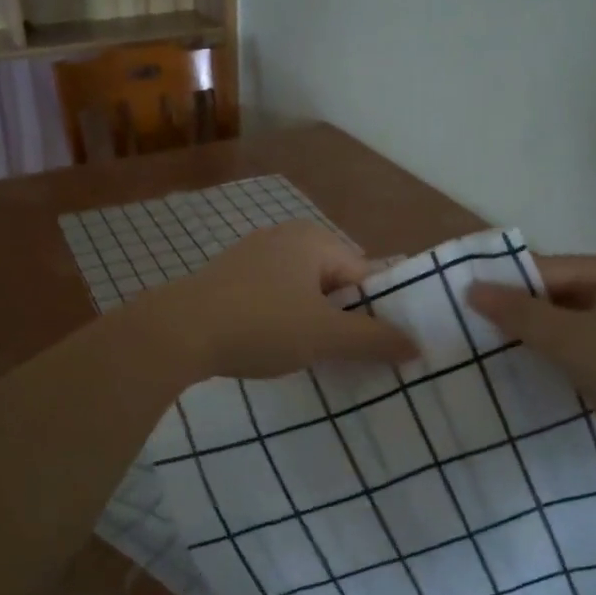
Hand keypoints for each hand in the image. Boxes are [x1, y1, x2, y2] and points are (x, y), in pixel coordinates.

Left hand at [156, 221, 418, 379]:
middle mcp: (286, 237)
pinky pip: (275, 297)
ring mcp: (254, 255)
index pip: (366, 274)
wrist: (177, 332)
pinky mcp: (231, 277)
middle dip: (344, 318)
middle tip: (350, 357)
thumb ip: (374, 340)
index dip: (378, 311)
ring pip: (304, 291)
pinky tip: (277, 346)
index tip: (384, 348)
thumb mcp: (324, 336)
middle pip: (335, 281)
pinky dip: (284, 319)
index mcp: (314, 239)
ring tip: (316, 357)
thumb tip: (418, 345)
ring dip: (314, 321)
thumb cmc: (260, 325)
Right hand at [467, 255, 595, 434]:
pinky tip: (516, 382)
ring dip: (525, 344)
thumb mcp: (574, 340)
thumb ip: (521, 314)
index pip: (538, 269)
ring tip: (477, 361)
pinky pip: (572, 357)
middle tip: (459, 337)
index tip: (454, 306)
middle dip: (508, 316)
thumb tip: (472, 288)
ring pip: (558, 331)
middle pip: (547, 298)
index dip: (498, 285)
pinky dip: (547, 365)